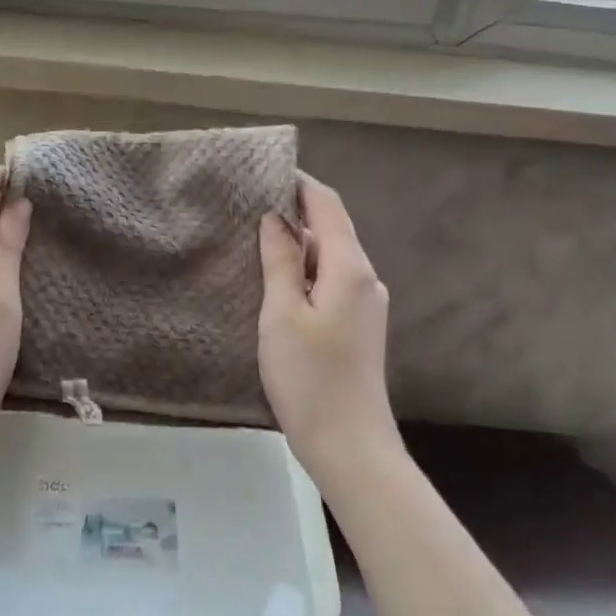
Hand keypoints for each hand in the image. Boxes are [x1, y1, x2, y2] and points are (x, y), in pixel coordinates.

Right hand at [258, 173, 401, 487]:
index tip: (266, 171)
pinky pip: (331, 281)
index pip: (327, 206)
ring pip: (330, 257)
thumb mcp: (283, 313)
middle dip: (296, 211)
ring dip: (298, 243)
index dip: (299, 183)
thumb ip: (280, 261)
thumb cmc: (309, 376)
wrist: (348, 444)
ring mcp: (365, 304)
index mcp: (350, 268)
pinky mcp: (358, 326)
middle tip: (250, 203)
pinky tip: (277, 279)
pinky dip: (305, 270)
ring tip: (256, 236)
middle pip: (331, 229)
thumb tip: (276, 218)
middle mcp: (365, 278)